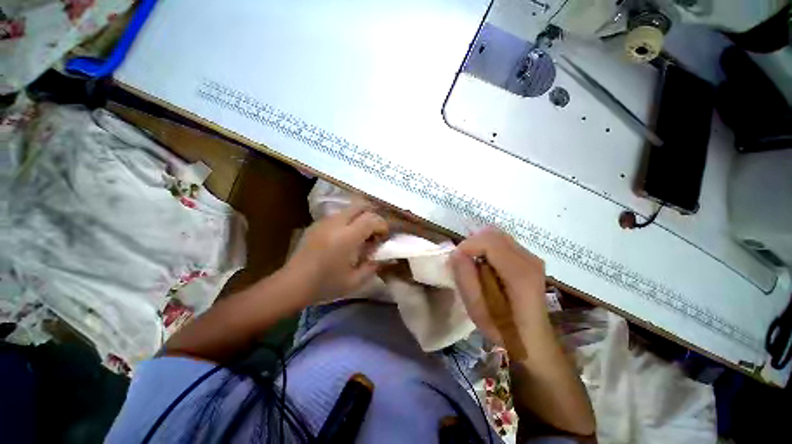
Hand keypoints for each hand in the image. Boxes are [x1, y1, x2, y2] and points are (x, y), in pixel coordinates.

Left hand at [285, 205, 388, 300]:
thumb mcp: (354, 281)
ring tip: (361, 234)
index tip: (383, 237)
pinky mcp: (316, 223)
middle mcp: (335, 223)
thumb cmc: (325, 285)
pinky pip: (338, 215)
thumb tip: (385, 257)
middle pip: (360, 205)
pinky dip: (348, 220)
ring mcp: (324, 221)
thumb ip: (373, 266)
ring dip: (360, 217)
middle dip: (373, 215)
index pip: (371, 219)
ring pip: (349, 208)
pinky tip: (345, 236)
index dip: (382, 225)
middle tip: (375, 231)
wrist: (292, 284)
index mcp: (346, 237)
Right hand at [450, 227, 547, 345]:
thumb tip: (456, 252)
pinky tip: (485, 264)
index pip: (489, 241)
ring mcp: (532, 257)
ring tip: (473, 263)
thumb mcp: (477, 309)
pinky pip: (503, 242)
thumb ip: (466, 278)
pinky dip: (488, 247)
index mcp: (519, 273)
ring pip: (498, 235)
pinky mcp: (529, 258)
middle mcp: (529, 259)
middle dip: (472, 243)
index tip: (455, 259)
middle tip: (463, 261)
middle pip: (493, 234)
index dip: (467, 245)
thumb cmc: (502, 327)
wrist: (531, 338)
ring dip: (480, 245)